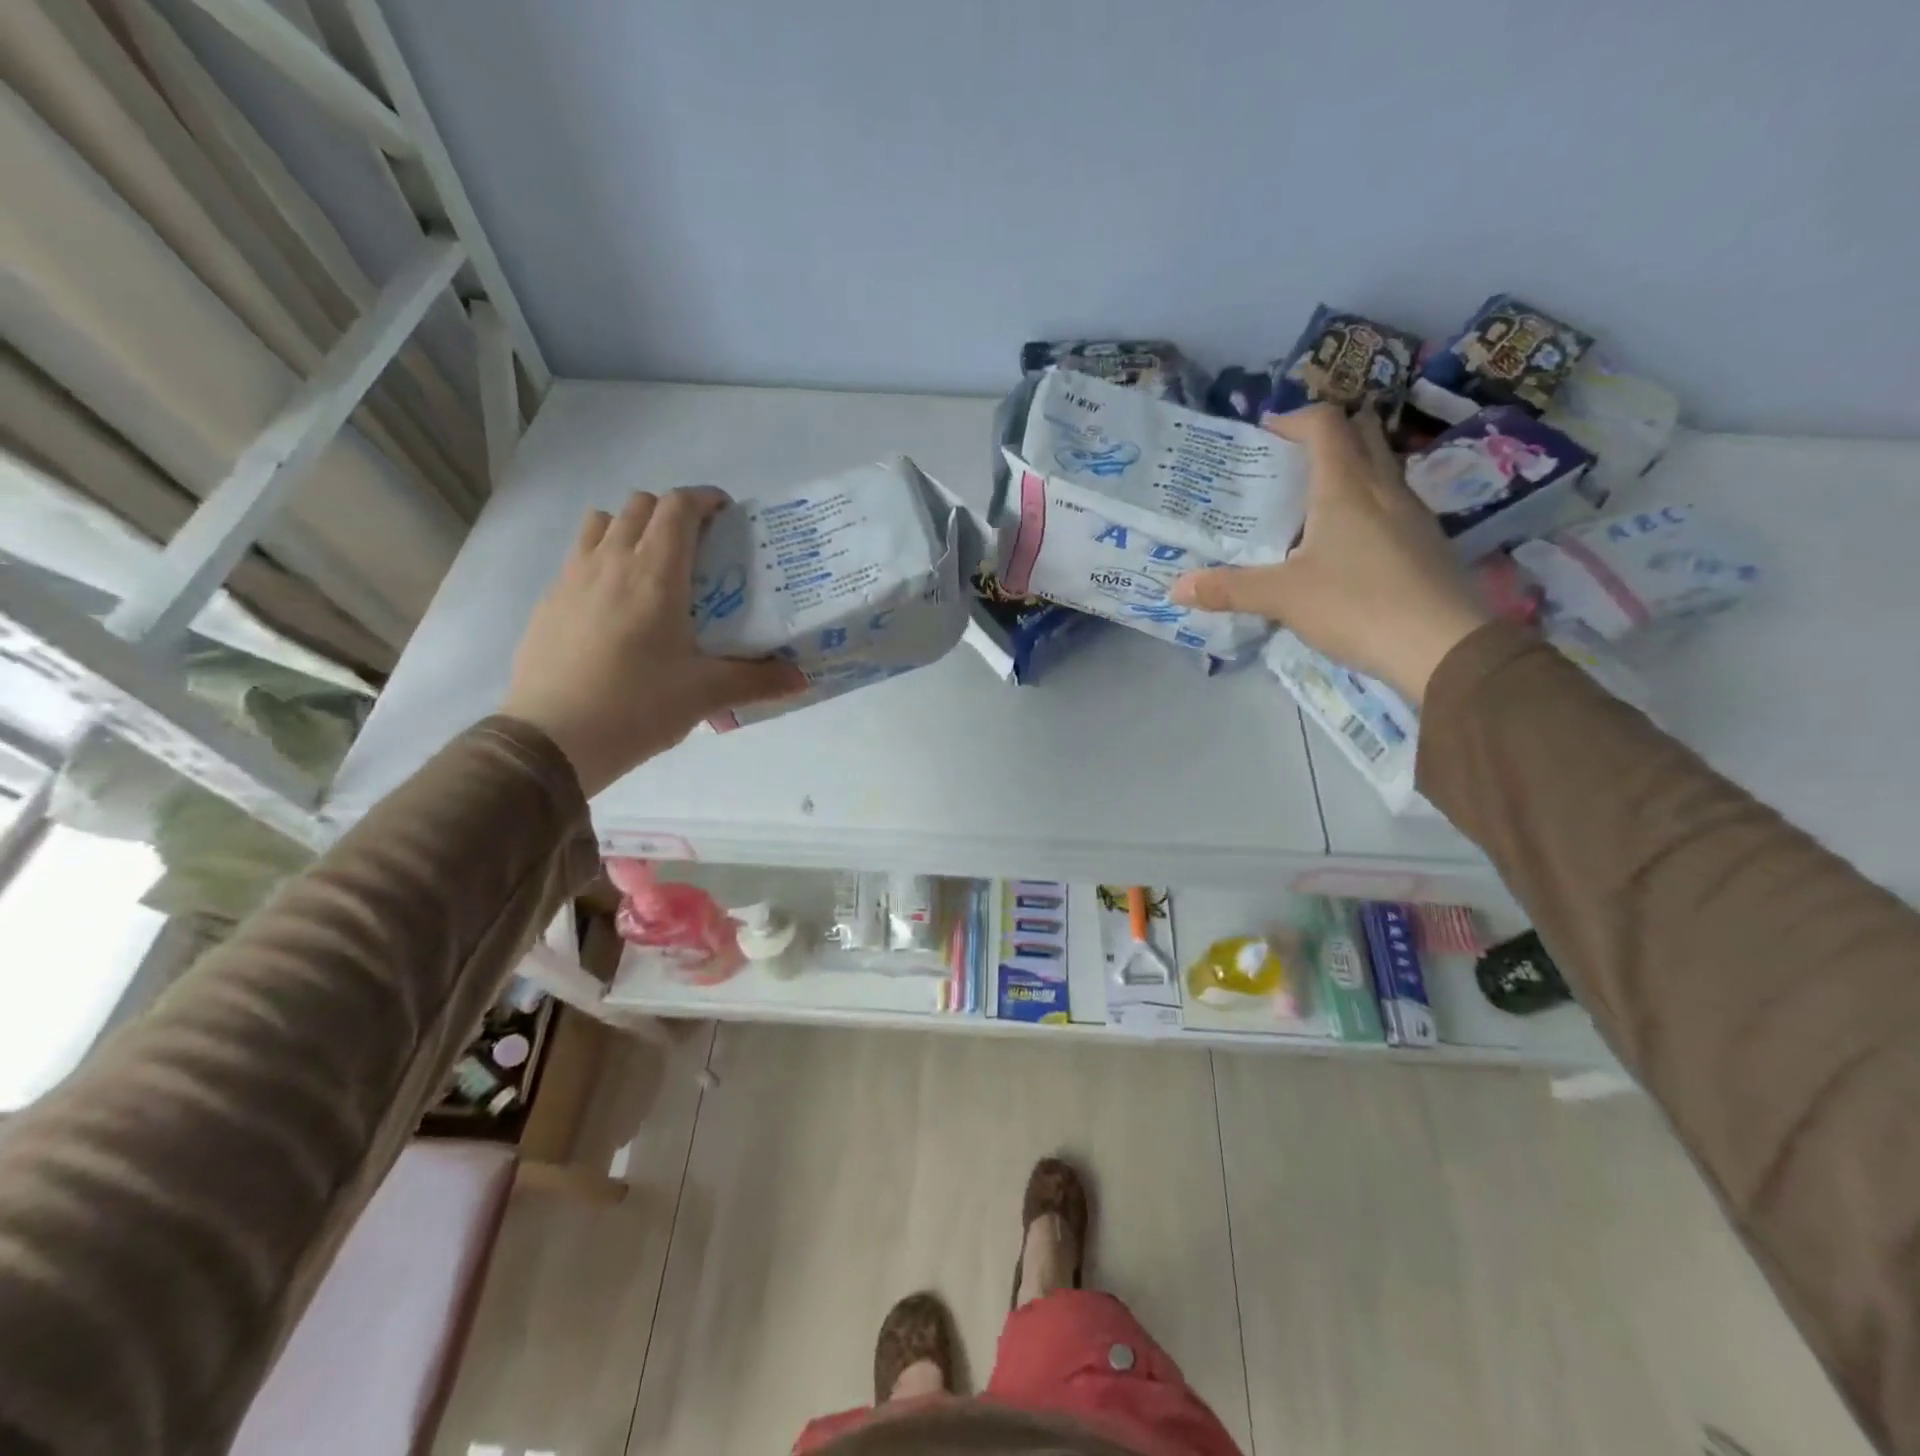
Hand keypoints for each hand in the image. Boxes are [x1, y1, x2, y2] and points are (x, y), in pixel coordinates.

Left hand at [502, 487, 806, 795]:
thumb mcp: (705, 694)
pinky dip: (603, 558)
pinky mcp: (549, 600)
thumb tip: (802, 680)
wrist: (552, 739)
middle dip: (672, 513)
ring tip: (652, 566)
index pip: (677, 507)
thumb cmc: (637, 706)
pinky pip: (579, 556)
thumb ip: (758, 681)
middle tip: (696, 547)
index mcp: (655, 575)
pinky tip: (616, 604)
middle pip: (640, 505)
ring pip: (602, 523)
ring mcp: (572, 577)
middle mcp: (611, 561)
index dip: (704, 499)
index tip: (725, 515)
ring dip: (631, 528)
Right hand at [1170, 405, 1489, 702]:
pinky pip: (1391, 505)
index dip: (1293, 419)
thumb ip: (1229, 589)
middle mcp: (1384, 487)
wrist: (1442, 646)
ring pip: (1380, 469)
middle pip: (1361, 434)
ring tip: (1309, 507)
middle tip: (1288, 465)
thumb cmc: (1356, 605)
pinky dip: (1364, 506)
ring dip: (1347, 471)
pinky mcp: (1426, 542)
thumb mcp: (1282, 597)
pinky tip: (1344, 547)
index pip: (1324, 423)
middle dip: (1325, 437)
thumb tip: (1177, 587)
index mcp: (1346, 486)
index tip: (1265, 435)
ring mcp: (1412, 514)